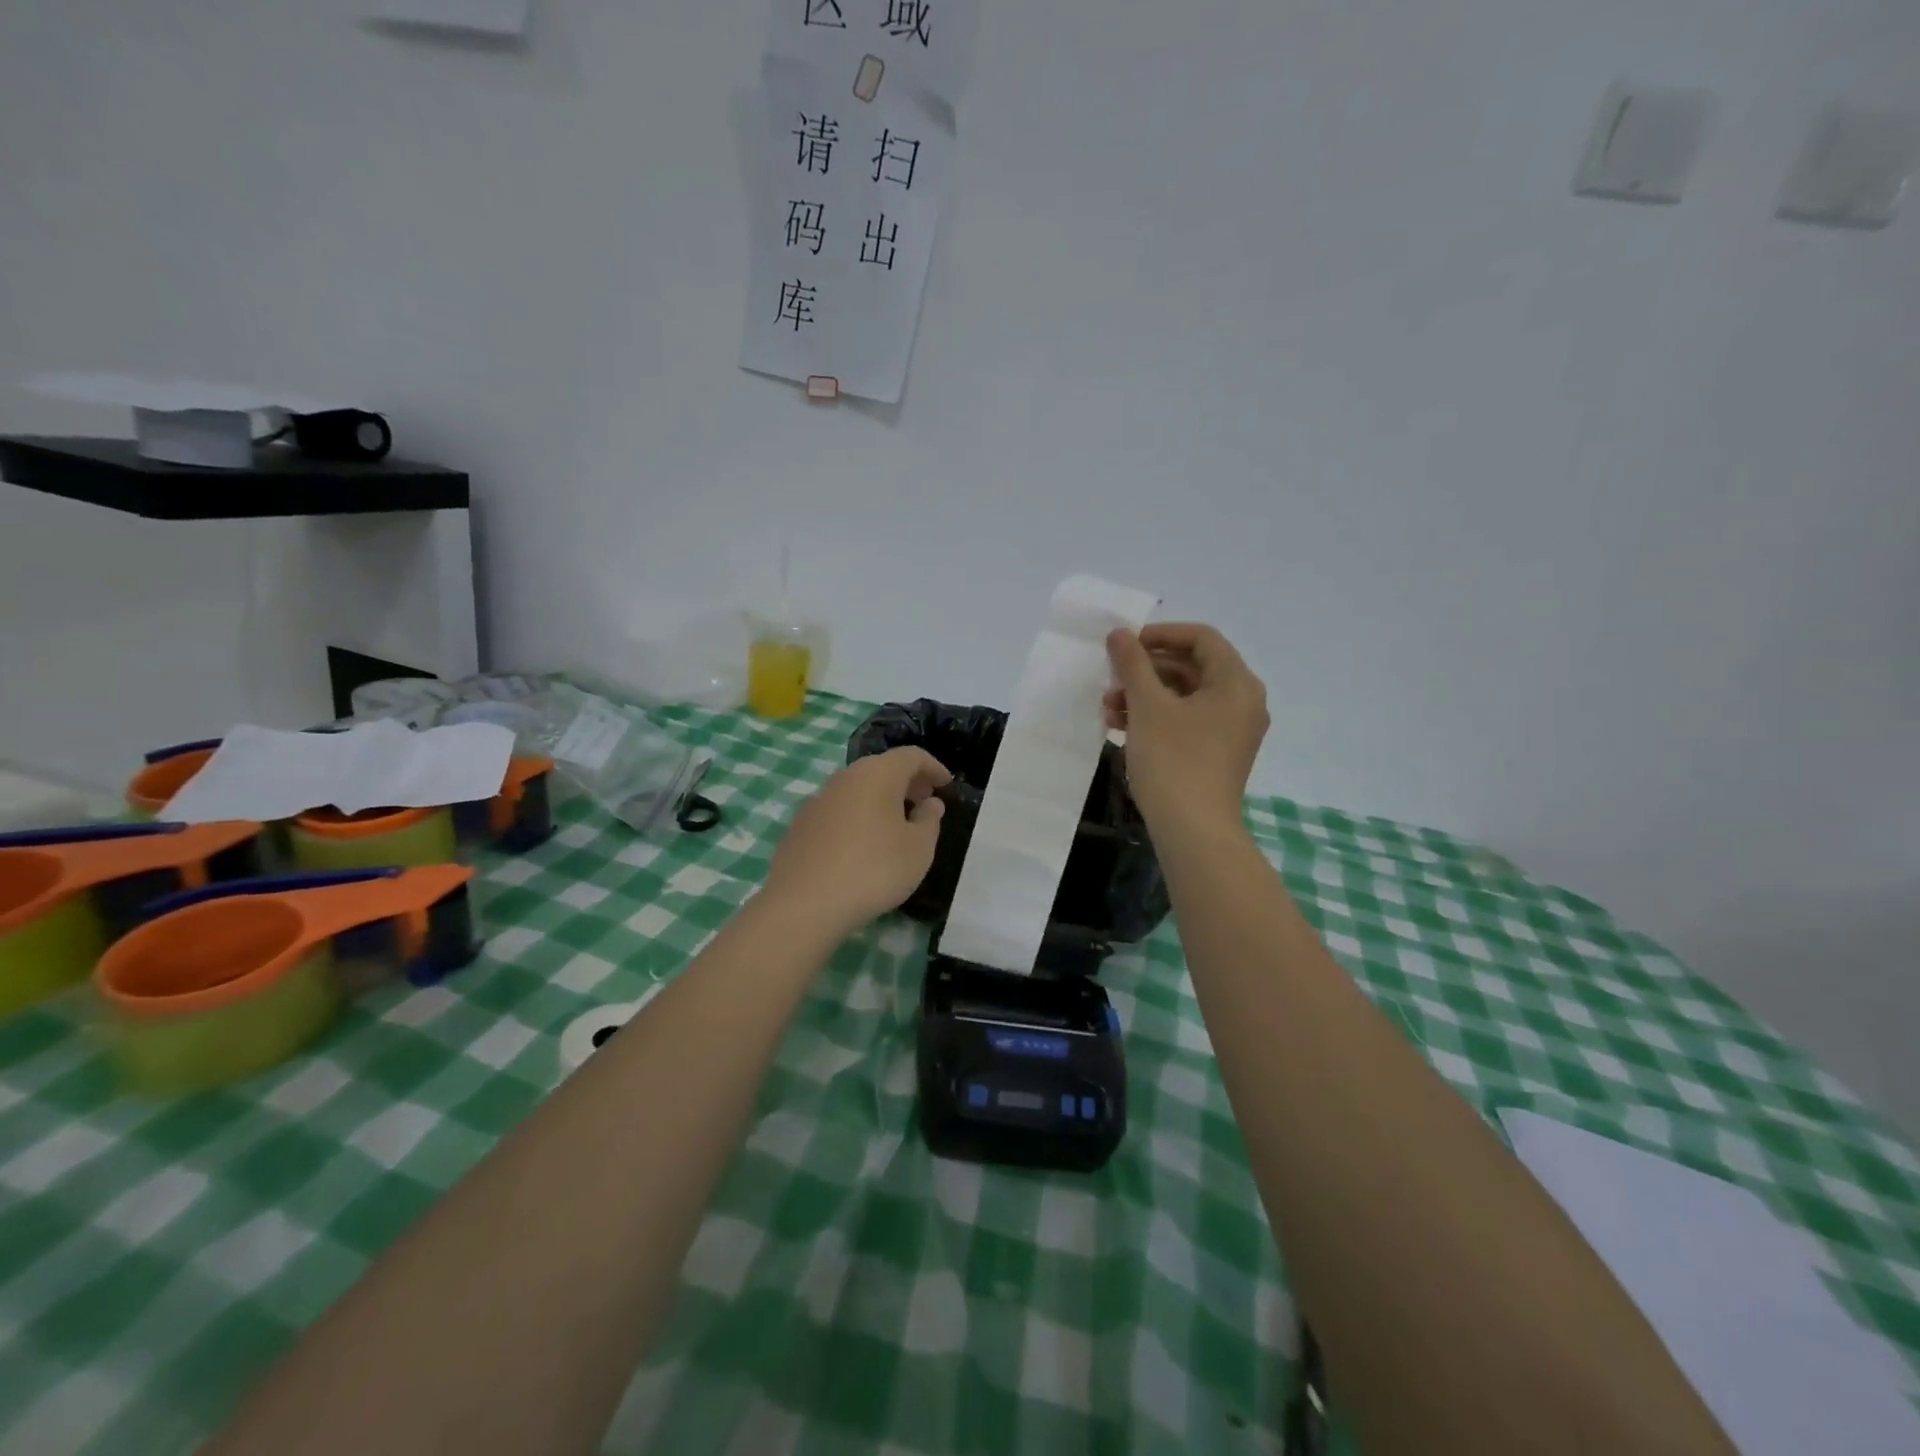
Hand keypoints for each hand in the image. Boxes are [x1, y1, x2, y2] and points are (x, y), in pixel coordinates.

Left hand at [762, 747, 952, 936]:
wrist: (804, 904)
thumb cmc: (874, 869)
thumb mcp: (918, 848)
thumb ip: (929, 820)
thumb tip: (929, 803)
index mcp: (877, 774)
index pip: (911, 756)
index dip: (933, 767)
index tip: (946, 785)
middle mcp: (845, 777)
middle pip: (882, 768)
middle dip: (907, 782)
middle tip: (924, 803)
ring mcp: (818, 799)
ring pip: (858, 789)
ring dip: (881, 799)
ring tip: (896, 826)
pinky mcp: (800, 824)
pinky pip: (839, 810)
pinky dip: (858, 816)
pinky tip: (862, 845)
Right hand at [1104, 622, 1268, 833]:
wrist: (1193, 832)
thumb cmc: (1173, 761)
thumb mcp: (1147, 706)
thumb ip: (1133, 664)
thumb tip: (1120, 634)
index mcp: (1236, 683)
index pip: (1201, 638)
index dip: (1161, 634)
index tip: (1125, 644)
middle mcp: (1243, 701)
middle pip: (1193, 666)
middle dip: (1146, 669)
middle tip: (1112, 676)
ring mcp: (1232, 730)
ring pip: (1185, 696)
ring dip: (1146, 694)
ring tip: (1108, 707)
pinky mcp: (1218, 753)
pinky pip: (1187, 720)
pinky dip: (1157, 717)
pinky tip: (1121, 727)